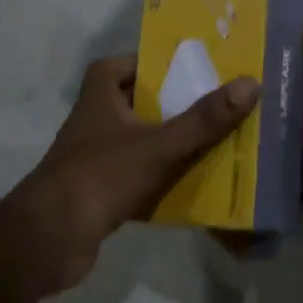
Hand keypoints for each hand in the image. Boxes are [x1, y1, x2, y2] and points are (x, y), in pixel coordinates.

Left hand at [8, 55, 259, 293]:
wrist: (52, 238)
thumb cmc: (102, 176)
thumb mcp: (160, 144)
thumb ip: (204, 119)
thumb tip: (250, 84)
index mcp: (98, 98)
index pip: (115, 66)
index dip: (145, 64)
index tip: (181, 69)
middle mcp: (92, 123)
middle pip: (133, 104)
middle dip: (168, 105)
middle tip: (209, 105)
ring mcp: (93, 160)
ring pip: (137, 142)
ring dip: (167, 142)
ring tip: (210, 142)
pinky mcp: (97, 193)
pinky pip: (135, 177)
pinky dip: (158, 178)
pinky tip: (189, 185)